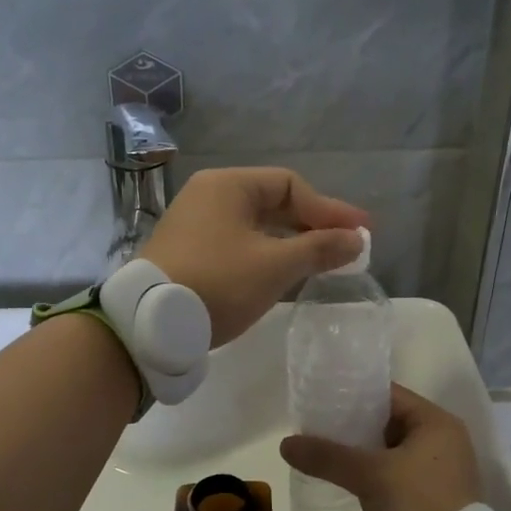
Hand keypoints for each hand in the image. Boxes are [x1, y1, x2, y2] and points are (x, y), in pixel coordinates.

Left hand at [141, 168, 368, 347]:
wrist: (151, 324)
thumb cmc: (219, 283)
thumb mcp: (275, 266)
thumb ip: (319, 248)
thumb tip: (356, 239)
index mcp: (228, 185)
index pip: (290, 185)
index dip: (329, 209)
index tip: (359, 232)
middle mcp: (208, 196)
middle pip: (272, 202)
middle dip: (311, 224)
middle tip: (345, 246)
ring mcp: (193, 224)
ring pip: (254, 225)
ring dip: (290, 241)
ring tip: (321, 261)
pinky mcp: (187, 252)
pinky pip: (237, 243)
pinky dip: (265, 253)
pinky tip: (283, 272)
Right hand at [279, 384, 485, 510]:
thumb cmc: (417, 504)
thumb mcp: (369, 475)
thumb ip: (327, 456)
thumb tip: (286, 444)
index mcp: (436, 421)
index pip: (388, 394)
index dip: (353, 395)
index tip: (322, 402)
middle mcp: (444, 438)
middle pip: (389, 421)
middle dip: (354, 425)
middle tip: (319, 428)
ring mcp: (442, 467)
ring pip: (392, 448)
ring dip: (364, 451)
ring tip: (327, 451)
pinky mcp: (435, 493)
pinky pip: (398, 470)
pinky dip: (376, 471)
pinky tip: (349, 478)